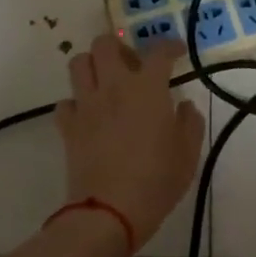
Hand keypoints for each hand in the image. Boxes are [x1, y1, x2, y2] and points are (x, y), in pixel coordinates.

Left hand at [54, 35, 206, 252]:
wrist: (110, 211)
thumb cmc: (156, 180)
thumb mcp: (188, 154)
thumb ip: (190, 123)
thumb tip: (184, 106)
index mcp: (147, 88)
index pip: (159, 51)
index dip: (170, 45)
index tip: (177, 51)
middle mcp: (114, 86)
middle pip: (105, 44)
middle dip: (119, 46)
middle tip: (132, 64)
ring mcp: (86, 105)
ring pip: (78, 63)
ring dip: (92, 65)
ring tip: (106, 81)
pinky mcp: (68, 126)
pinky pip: (65, 102)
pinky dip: (76, 103)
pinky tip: (88, 115)